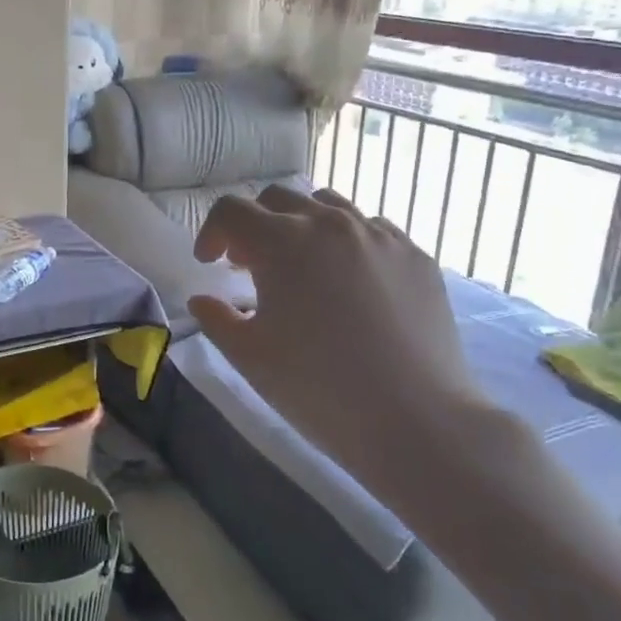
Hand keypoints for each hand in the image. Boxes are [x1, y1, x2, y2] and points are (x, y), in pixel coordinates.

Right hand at [188, 185, 516, 526]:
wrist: (417, 422)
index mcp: (281, 242)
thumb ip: (216, 318)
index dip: (212, 232)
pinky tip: (350, 282)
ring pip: (328, 205)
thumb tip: (202, 300)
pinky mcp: (416, 257)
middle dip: (254, 224)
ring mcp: (379, 236)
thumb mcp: (249, 356)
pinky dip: (347, 242)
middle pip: (277, 198)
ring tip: (301, 266)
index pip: (231, 210)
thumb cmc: (317, 388)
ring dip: (301, 225)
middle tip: (250, 265)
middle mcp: (329, 224)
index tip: (209, 264)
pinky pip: (372, 230)